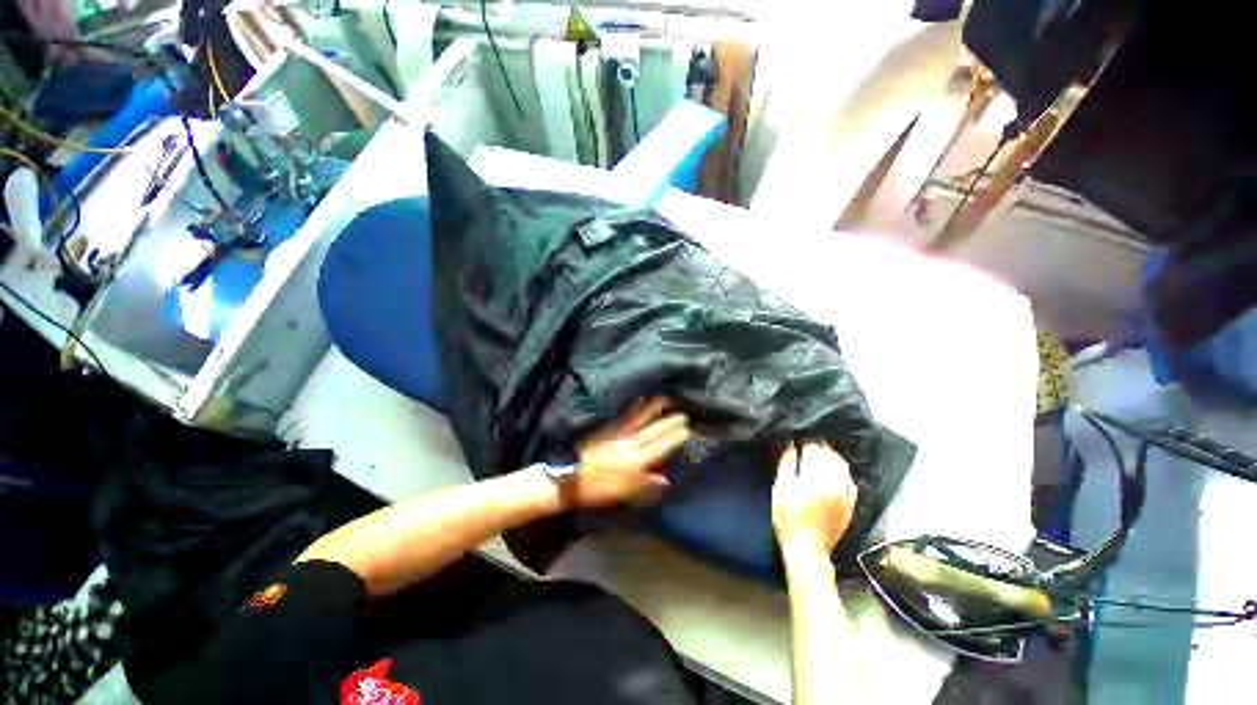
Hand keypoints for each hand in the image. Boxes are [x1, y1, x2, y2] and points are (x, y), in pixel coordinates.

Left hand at [571, 398, 691, 508]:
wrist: (568, 477)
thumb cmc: (597, 490)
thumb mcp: (623, 494)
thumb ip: (646, 485)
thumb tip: (665, 479)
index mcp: (636, 461)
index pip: (661, 445)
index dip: (676, 436)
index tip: (689, 429)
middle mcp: (630, 444)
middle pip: (654, 430)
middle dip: (671, 422)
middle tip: (684, 414)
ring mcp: (619, 434)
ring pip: (642, 419)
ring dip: (656, 409)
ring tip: (667, 400)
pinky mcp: (608, 429)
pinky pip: (626, 416)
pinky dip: (636, 408)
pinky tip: (641, 400)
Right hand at [772, 442, 857, 555]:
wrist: (807, 548)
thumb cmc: (788, 517)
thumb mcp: (780, 487)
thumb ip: (787, 463)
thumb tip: (791, 445)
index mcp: (816, 475)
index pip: (815, 448)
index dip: (805, 443)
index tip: (797, 443)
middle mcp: (835, 481)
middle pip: (830, 454)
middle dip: (818, 447)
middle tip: (806, 447)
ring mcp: (845, 493)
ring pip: (842, 466)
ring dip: (831, 457)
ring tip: (820, 456)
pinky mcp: (850, 504)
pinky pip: (850, 482)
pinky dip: (842, 474)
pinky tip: (834, 474)